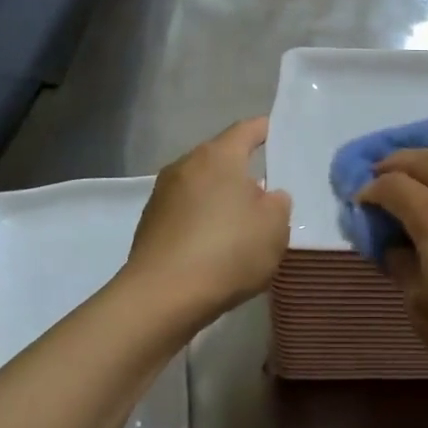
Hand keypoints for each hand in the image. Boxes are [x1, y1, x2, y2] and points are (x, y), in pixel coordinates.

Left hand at [125, 117, 290, 323]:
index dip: (264, 130)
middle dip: (242, 169)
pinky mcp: (149, 223)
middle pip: (220, 157)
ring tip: (240, 221)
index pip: (246, 130)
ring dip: (220, 196)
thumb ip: (277, 204)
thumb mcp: (274, 227)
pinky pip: (185, 210)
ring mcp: (162, 194)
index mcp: (219, 156)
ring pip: (201, 185)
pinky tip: (214, 244)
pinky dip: (201, 219)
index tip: (277, 133)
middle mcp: (186, 165)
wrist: (162, 297)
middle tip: (266, 189)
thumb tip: (266, 196)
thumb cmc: (228, 252)